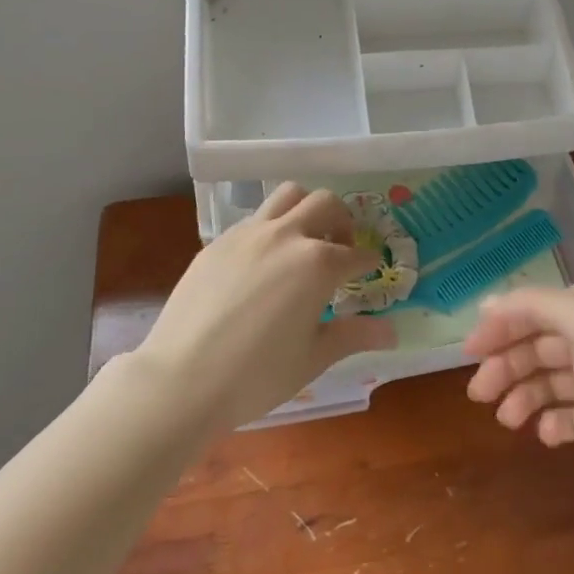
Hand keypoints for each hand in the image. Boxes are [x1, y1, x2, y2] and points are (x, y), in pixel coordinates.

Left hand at [133, 183, 395, 433]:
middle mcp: (287, 236)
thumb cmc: (256, 375)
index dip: (368, 262)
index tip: (370, 270)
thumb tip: (391, 331)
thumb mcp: (312, 357)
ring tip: (304, 239)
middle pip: (326, 203)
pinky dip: (271, 227)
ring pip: (288, 195)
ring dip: (305, 208)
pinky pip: (254, 218)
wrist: (181, 379)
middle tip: (340, 248)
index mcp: (318, 264)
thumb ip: (354, 335)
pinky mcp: (219, 241)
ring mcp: (249, 233)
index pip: (356, 254)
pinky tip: (263, 261)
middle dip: (342, 221)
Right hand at [464, 283, 573, 495]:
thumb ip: (535, 307)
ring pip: (550, 383)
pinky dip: (554, 424)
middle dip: (505, 365)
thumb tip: (486, 302)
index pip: (534, 310)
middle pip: (537, 347)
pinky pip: (573, 419)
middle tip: (479, 393)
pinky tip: (545, 434)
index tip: (468, 351)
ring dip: (524, 396)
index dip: (499, 326)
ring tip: (507, 418)